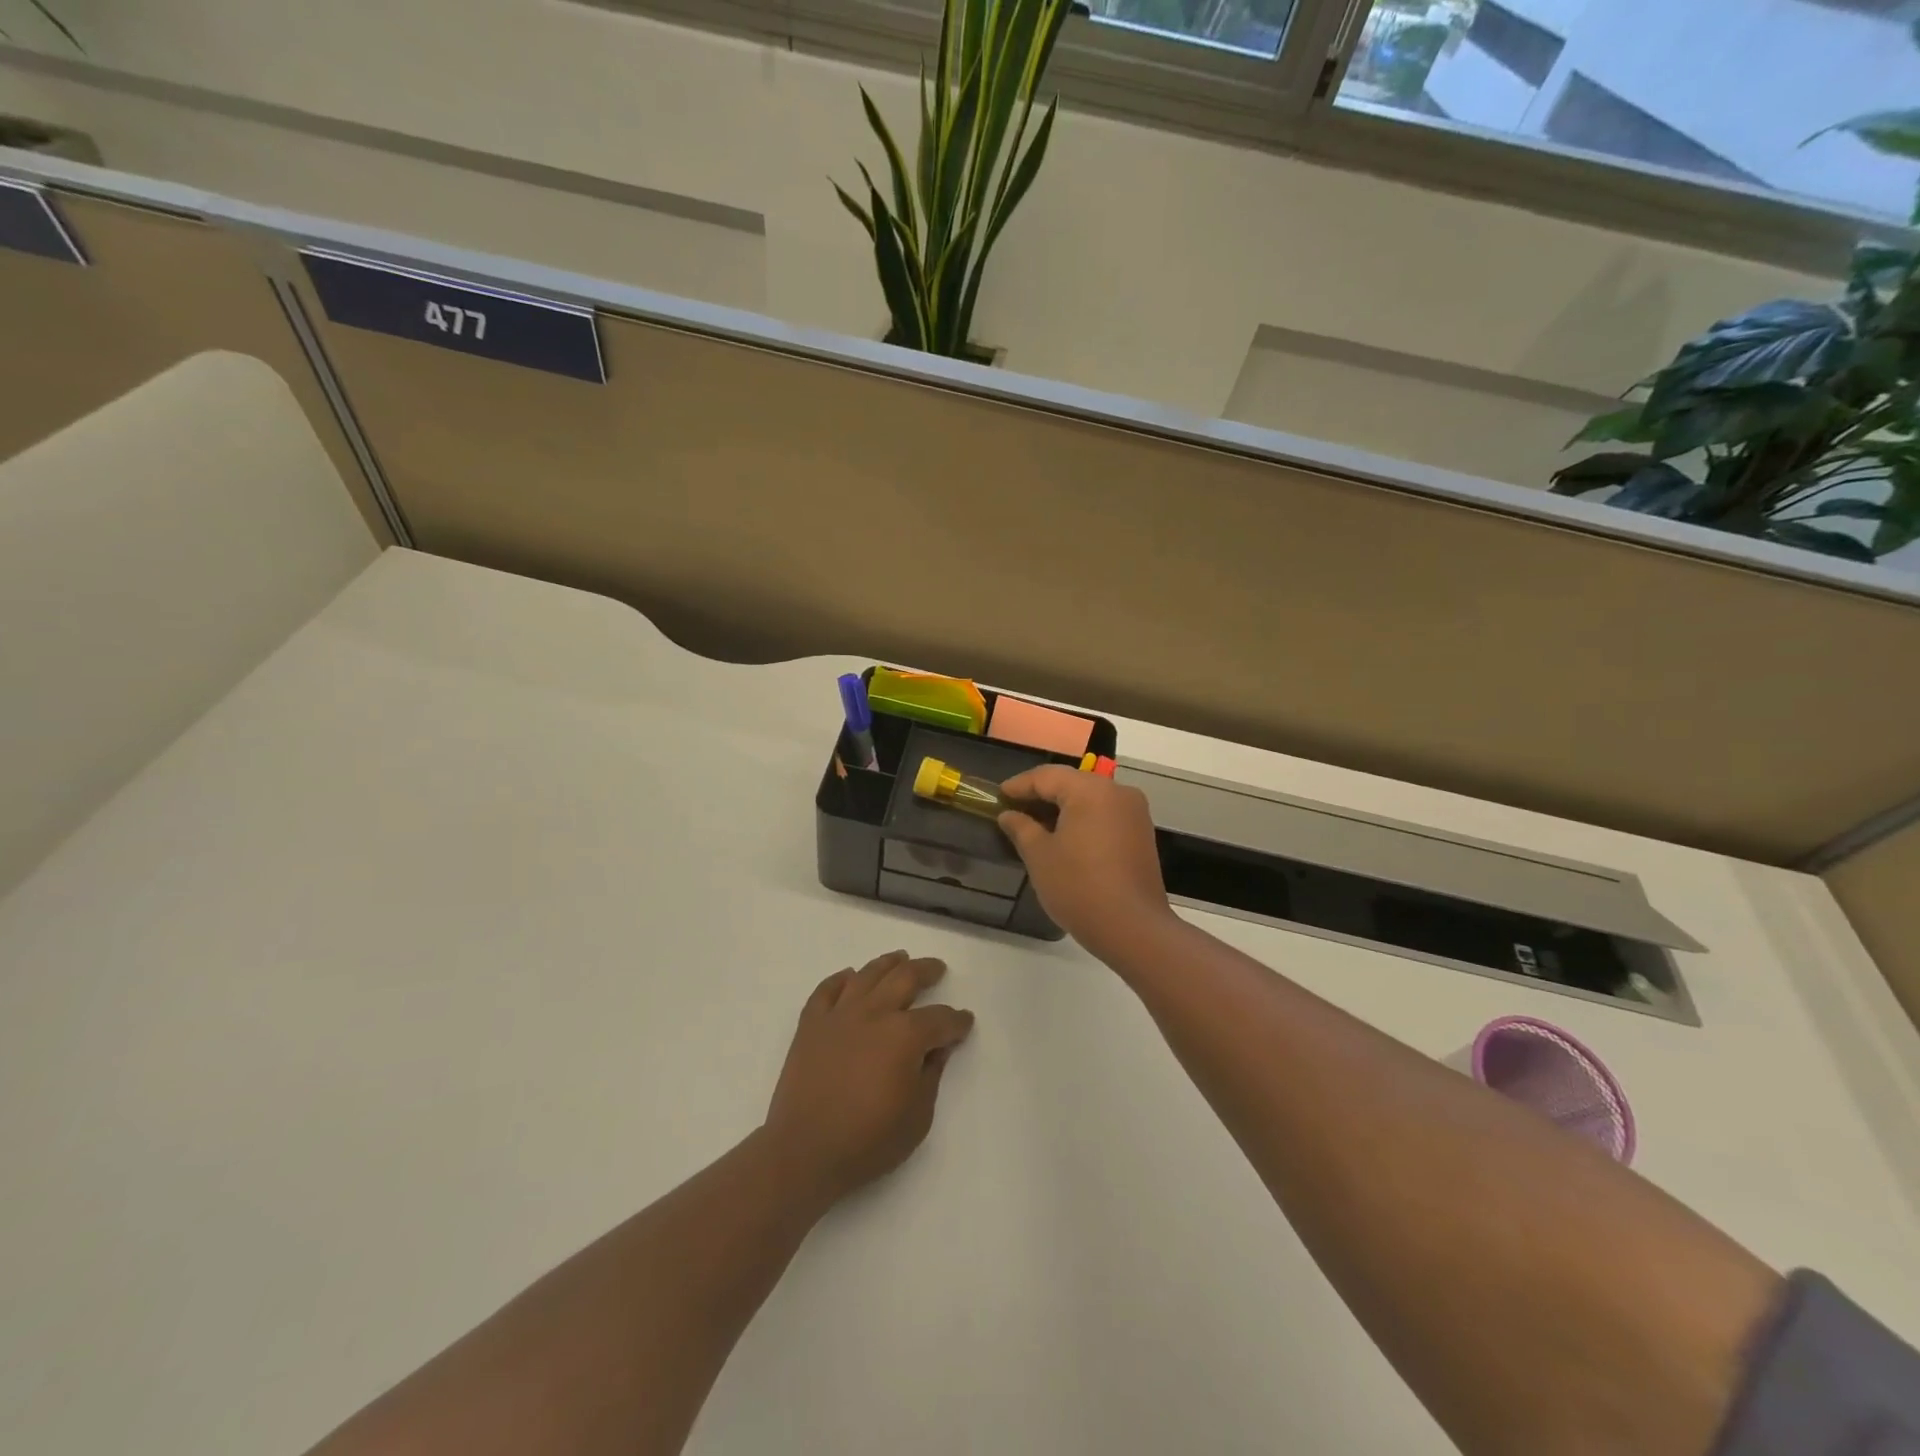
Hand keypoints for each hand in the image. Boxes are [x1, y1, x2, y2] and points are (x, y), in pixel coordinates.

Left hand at [762, 950, 974, 1206]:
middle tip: (937, 969)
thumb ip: (932, 1074)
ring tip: (900, 958)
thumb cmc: (868, 1141)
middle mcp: (874, 1013)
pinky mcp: (811, 1024)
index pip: (940, 1019)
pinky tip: (849, 976)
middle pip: (905, 977)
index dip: (957, 1021)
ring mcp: (839, 1015)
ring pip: (867, 974)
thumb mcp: (917, 1116)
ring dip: (888, 963)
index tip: (965, 1022)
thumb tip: (938, 1047)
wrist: (804, 1151)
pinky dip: (840, 979)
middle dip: (927, 971)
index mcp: (905, 1035)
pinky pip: (827, 990)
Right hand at [998, 766, 1173, 957]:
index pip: (1047, 776)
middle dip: (1041, 795)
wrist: (1133, 928)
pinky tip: (1064, 838)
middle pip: (1071, 783)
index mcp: (1091, 790)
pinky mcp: (1142, 834)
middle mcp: (1117, 792)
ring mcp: (1134, 813)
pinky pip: (1105, 815)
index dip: (1019, 785)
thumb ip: (1021, 828)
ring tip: (1035, 825)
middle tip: (1013, 809)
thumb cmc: (1079, 887)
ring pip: (1090, 799)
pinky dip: (1082, 820)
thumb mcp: (1040, 856)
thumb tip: (1009, 815)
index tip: (998, 796)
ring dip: (1062, 808)